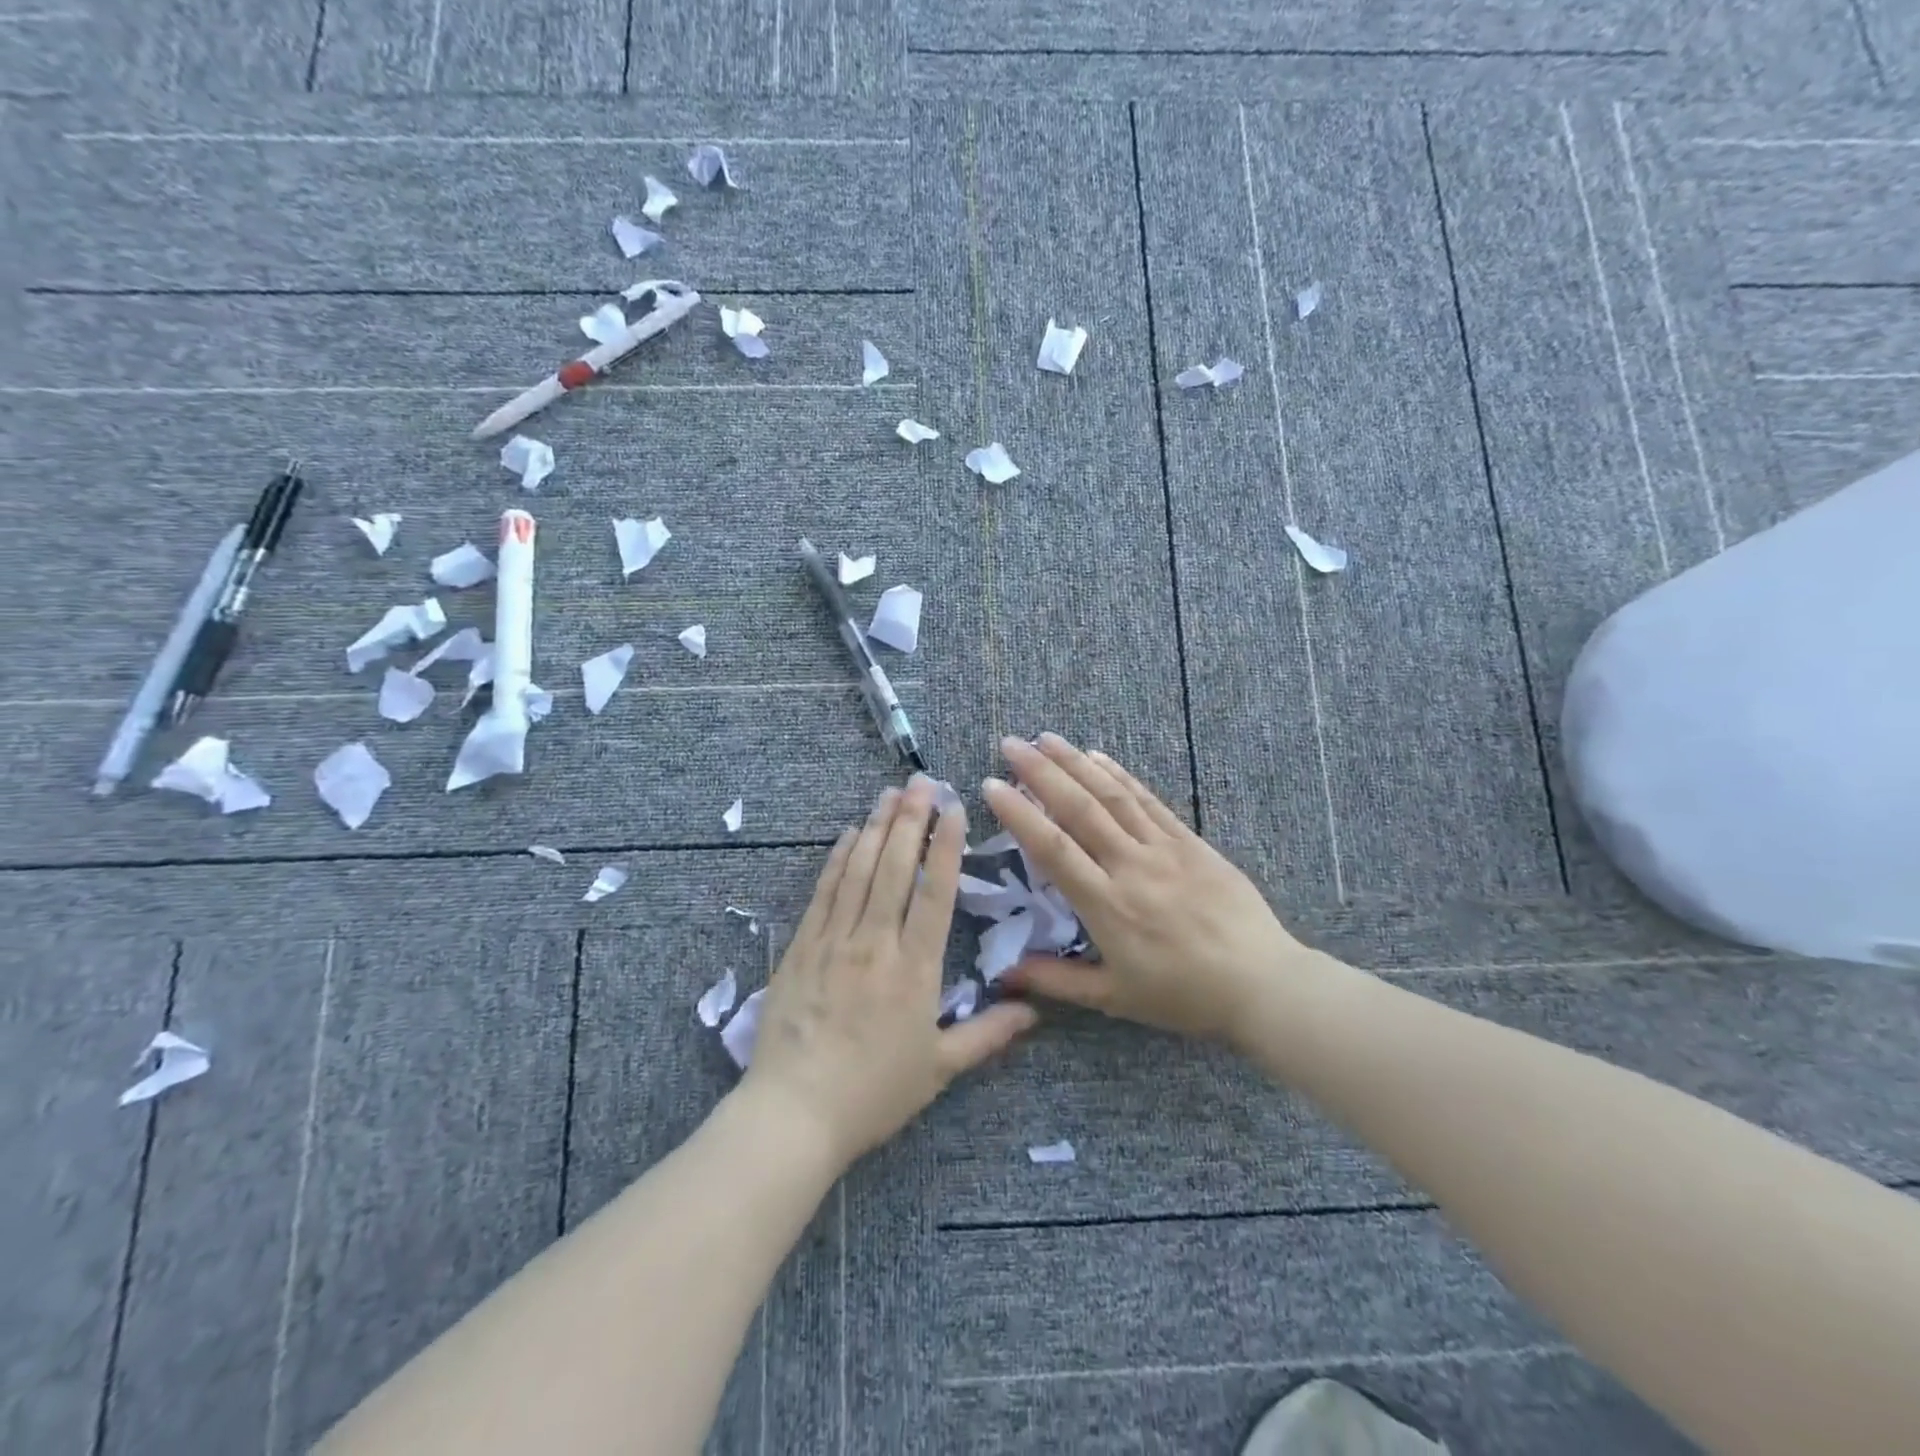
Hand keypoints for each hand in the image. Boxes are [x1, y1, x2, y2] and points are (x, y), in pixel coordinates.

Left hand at [743, 775, 1037, 1170]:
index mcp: (915, 969)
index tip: (954, 810)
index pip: (936, 893)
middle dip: (910, 820)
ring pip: (858, 870)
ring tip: (889, 793)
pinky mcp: (801, 947)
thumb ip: (988, 1034)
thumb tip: (1034, 1010)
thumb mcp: (940, 1068)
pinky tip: (847, 835)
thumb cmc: (874, 1093)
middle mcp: (876, 943)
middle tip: (921, 782)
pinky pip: (823, 892)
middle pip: (895, 868)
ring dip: (875, 828)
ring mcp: (834, 941)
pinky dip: (837, 859)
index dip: (947, 846)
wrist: (794, 1113)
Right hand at [987, 734, 1326, 1046]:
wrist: (1262, 983)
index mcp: (1108, 905)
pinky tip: (1098, 757)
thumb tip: (1004, 973)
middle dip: (1041, 772)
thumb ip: (1057, 981)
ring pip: (1112, 796)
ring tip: (1046, 738)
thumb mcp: (1114, 998)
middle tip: (1011, 744)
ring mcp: (1164, 849)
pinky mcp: (1191, 842)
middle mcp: (1131, 866)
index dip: (1019, 813)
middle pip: (1079, 809)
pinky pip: (1149, 801)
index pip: (1053, 848)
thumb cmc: (1184, 995)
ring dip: (1076, 763)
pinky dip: (1120, 775)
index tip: (992, 784)